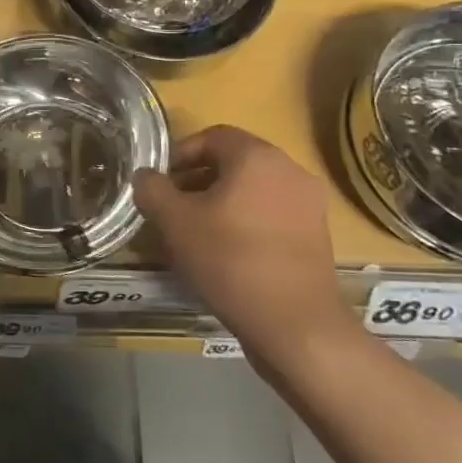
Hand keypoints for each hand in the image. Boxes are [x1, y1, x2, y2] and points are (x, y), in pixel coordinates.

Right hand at [134, 126, 354, 360]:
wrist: (296, 325)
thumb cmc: (231, 261)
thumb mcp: (175, 223)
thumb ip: (152, 190)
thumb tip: (144, 176)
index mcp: (257, 157)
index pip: (212, 136)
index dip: (179, 155)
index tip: (160, 182)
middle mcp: (289, 170)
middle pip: (234, 162)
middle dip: (198, 180)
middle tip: (172, 207)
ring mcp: (309, 204)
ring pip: (253, 189)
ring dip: (221, 202)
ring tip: (195, 232)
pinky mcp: (317, 235)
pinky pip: (272, 214)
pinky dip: (246, 221)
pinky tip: (226, 253)